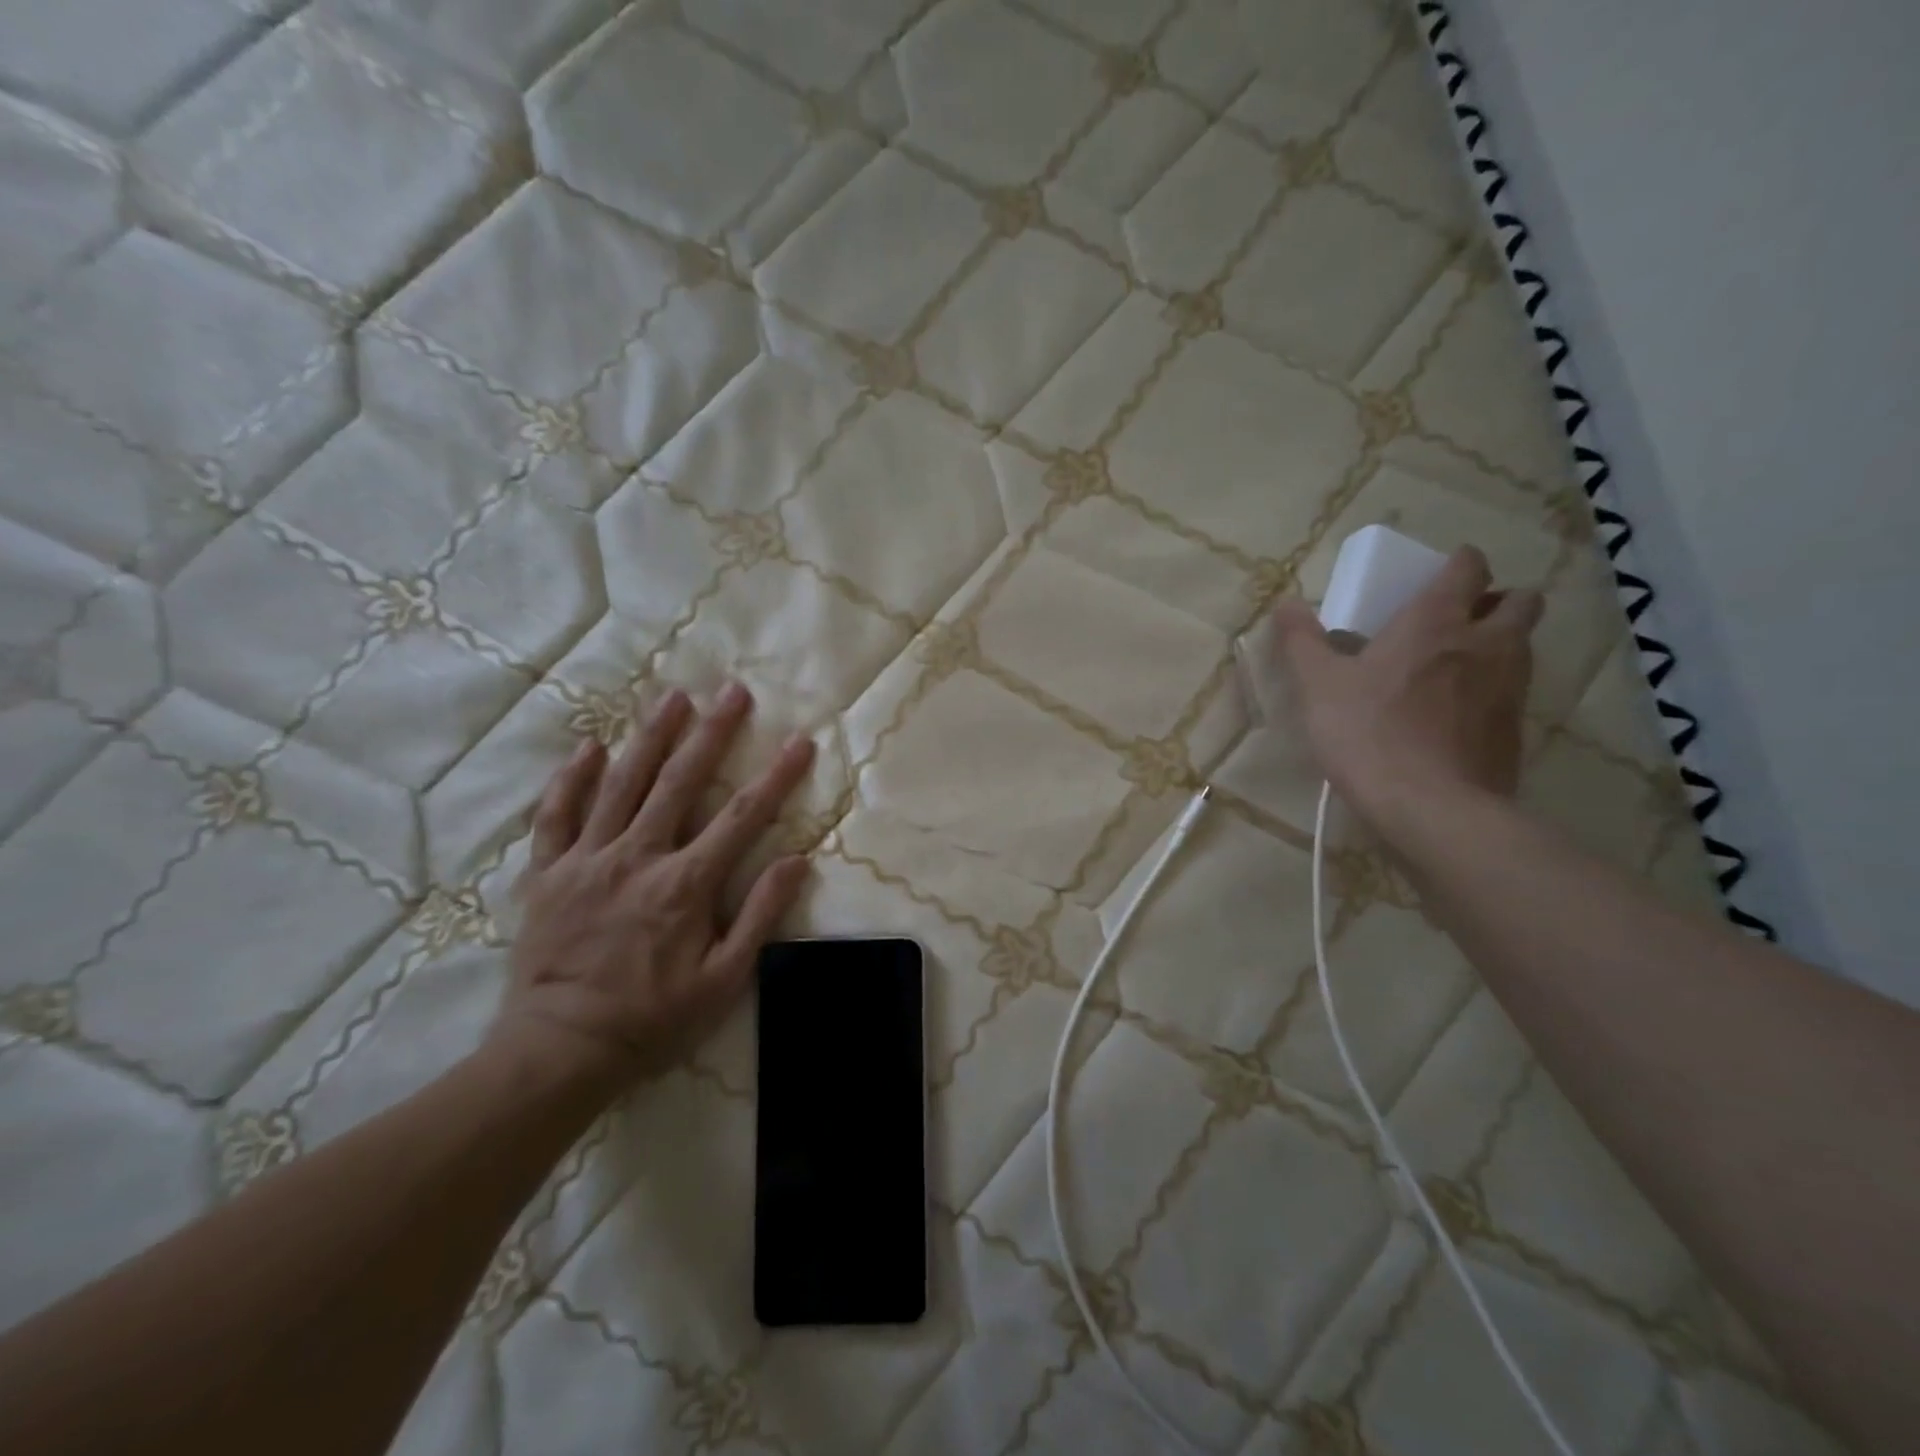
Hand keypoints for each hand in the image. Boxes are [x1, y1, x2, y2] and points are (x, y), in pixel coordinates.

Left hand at [492, 681, 814, 1090]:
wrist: (560, 1050)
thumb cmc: (652, 1019)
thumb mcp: (724, 980)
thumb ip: (760, 916)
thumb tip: (797, 860)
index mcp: (685, 884)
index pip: (742, 817)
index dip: (775, 777)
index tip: (800, 742)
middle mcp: (638, 857)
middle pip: (680, 782)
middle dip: (711, 733)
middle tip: (732, 691)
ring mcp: (588, 860)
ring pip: (622, 784)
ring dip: (651, 737)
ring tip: (673, 698)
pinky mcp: (549, 873)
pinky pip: (557, 816)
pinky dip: (572, 779)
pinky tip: (589, 746)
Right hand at [1270, 547, 1542, 833]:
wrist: (1430, 806)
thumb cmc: (1367, 733)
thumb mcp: (1318, 685)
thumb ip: (1302, 641)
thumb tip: (1286, 603)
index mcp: (1437, 622)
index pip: (1469, 567)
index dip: (1459, 562)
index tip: (1438, 574)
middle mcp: (1486, 643)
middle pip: (1521, 600)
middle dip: (1496, 600)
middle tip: (1458, 619)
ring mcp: (1510, 687)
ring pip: (1523, 645)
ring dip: (1499, 642)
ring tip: (1456, 666)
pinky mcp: (1515, 729)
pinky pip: (1514, 691)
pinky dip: (1493, 689)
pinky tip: (1457, 713)